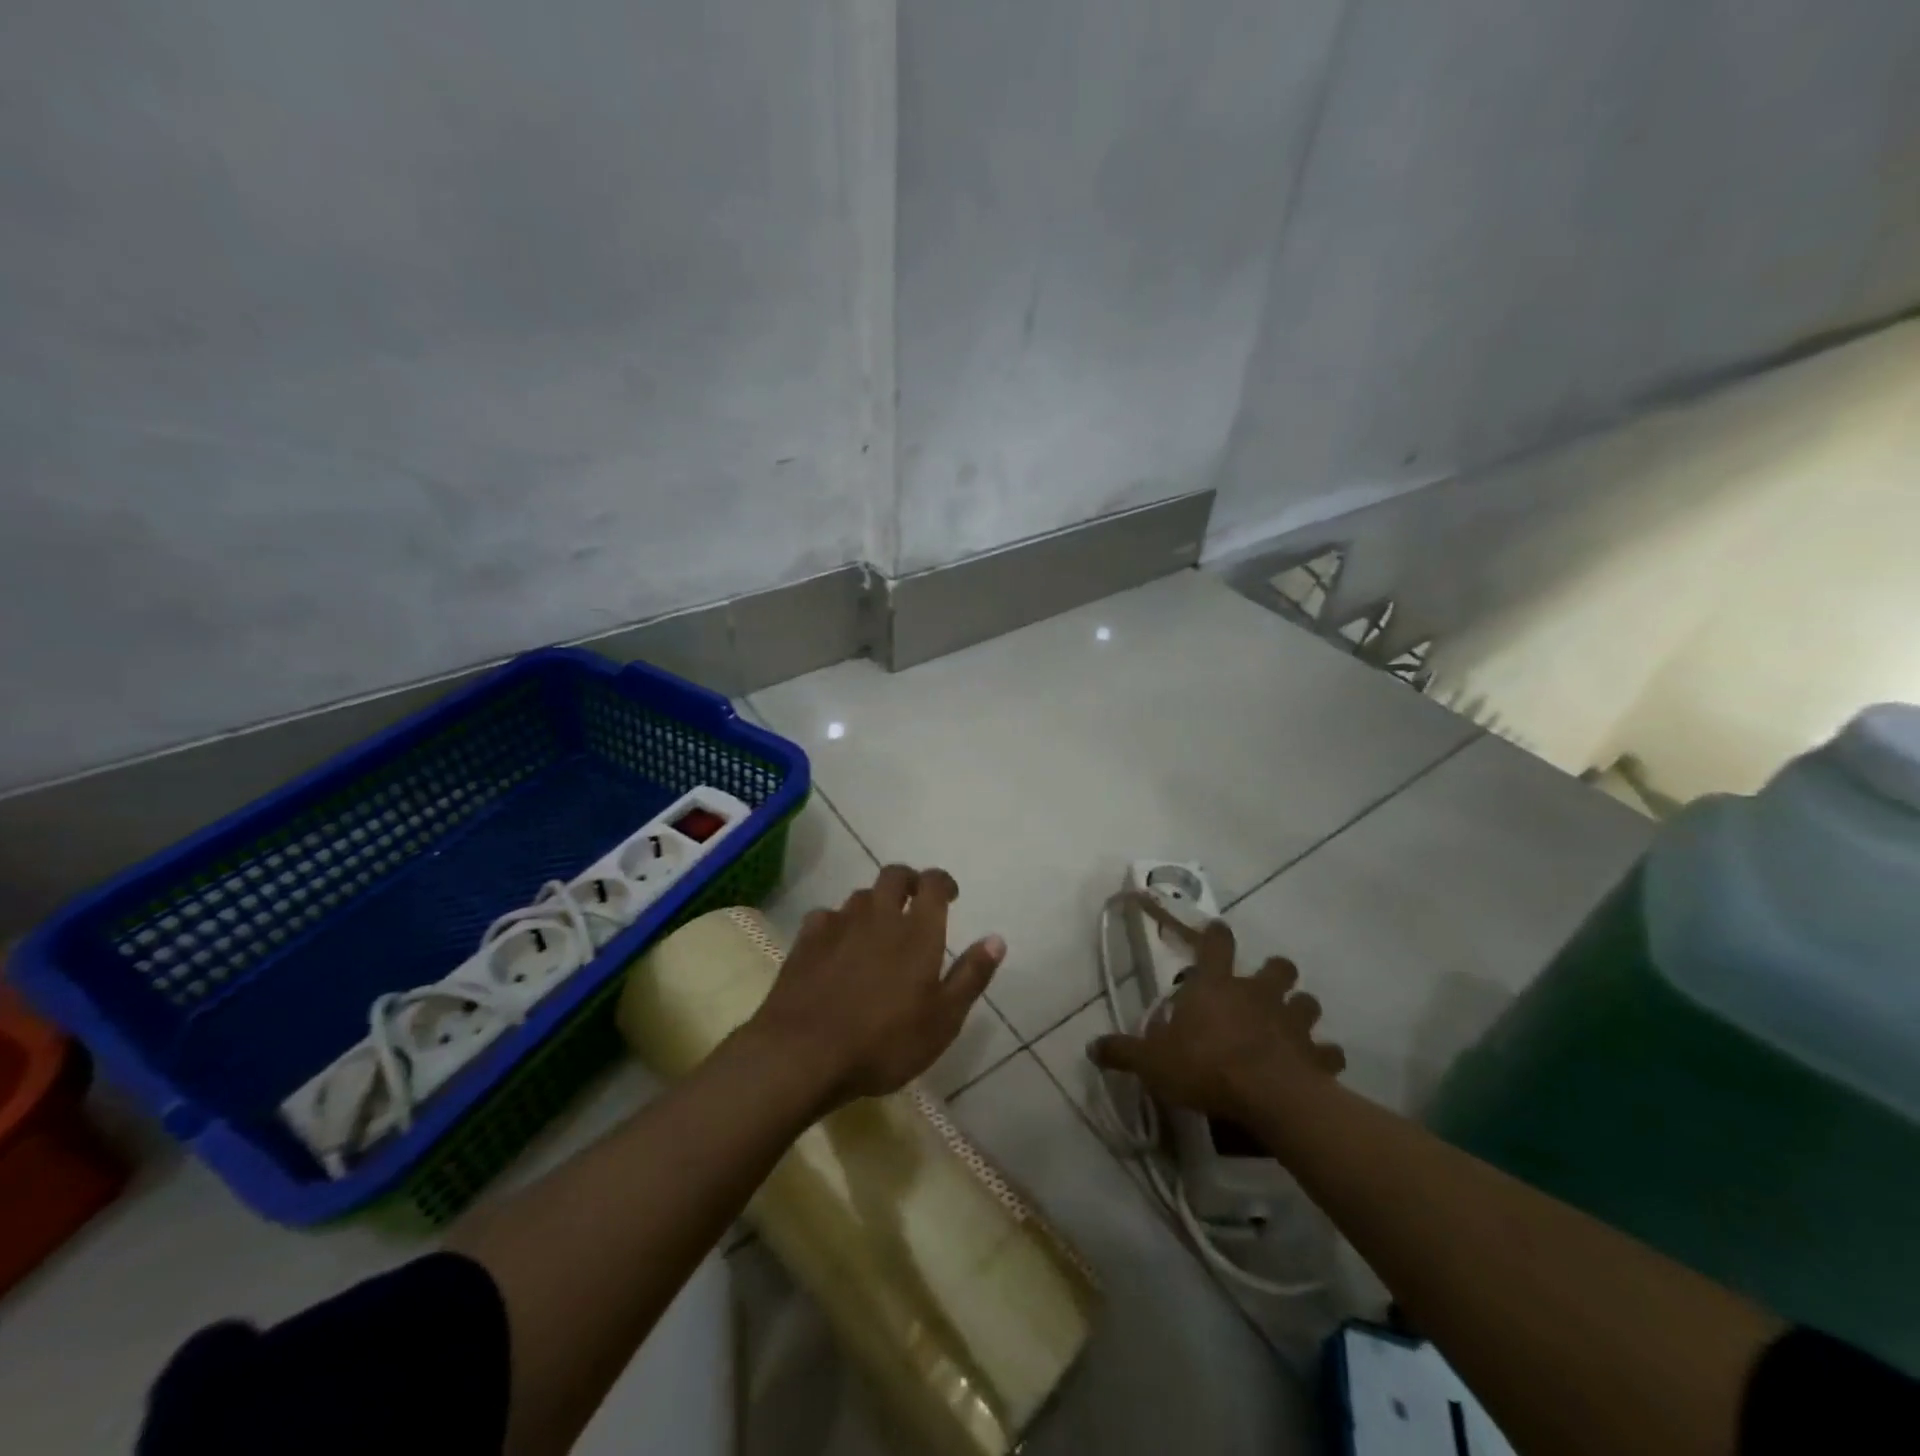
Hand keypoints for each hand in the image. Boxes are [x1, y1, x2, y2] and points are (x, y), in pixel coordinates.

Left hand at [748, 864, 1005, 1109]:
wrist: (804, 1054)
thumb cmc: (884, 1041)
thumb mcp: (943, 1020)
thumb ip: (971, 975)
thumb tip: (996, 939)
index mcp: (917, 931)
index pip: (933, 884)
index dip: (943, 882)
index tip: (950, 895)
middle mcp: (879, 915)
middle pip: (894, 875)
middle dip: (908, 881)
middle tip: (915, 900)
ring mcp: (839, 924)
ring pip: (860, 896)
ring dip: (875, 903)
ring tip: (879, 928)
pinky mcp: (806, 940)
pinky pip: (827, 916)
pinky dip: (838, 923)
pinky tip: (837, 944)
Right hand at [1088, 893, 1343, 1121]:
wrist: (1267, 1097)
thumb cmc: (1204, 1067)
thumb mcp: (1152, 1062)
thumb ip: (1123, 1052)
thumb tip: (1091, 1047)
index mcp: (1216, 986)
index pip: (1216, 943)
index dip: (1217, 935)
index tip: (1217, 932)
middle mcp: (1257, 994)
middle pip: (1278, 966)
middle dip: (1274, 973)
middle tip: (1264, 990)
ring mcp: (1292, 1022)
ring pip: (1308, 1002)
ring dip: (1300, 1011)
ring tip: (1290, 1028)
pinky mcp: (1317, 1055)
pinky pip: (1329, 1052)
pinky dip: (1324, 1057)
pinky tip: (1315, 1067)